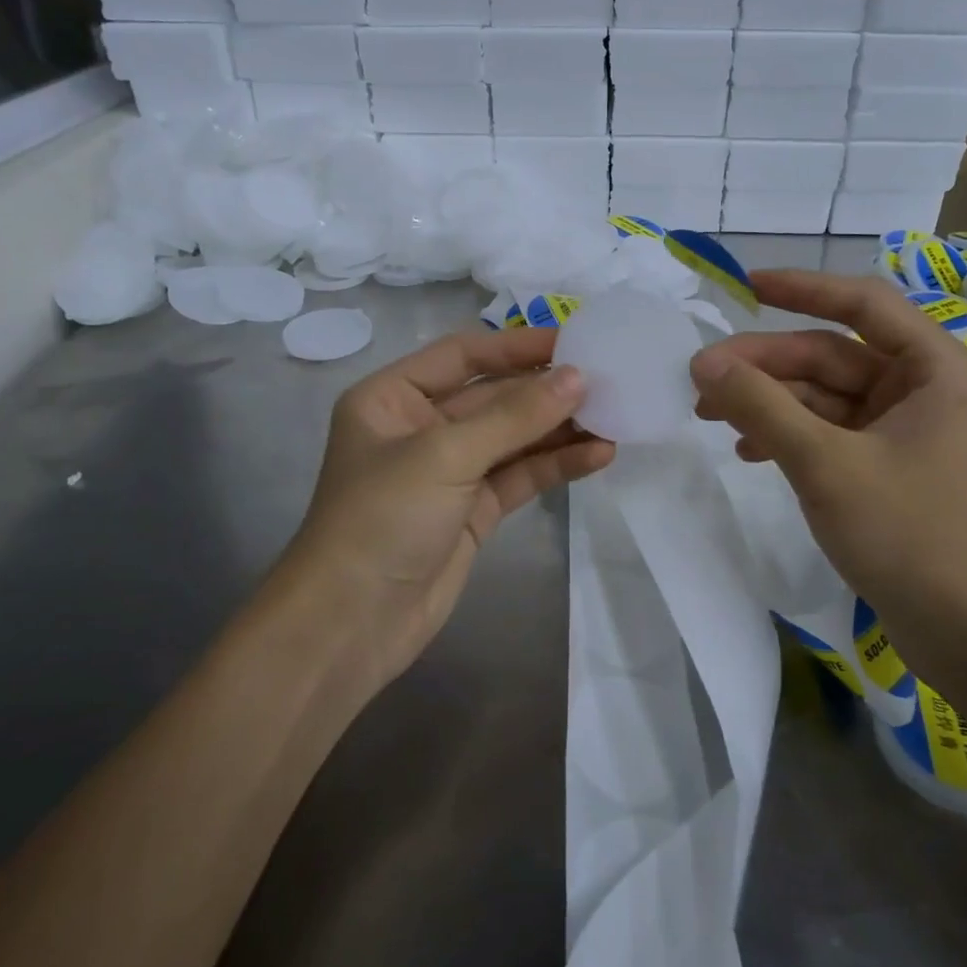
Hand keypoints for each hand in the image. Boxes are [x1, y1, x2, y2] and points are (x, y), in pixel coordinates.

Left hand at [287, 326, 613, 692]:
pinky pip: (520, 476)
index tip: (574, 340)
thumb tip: (578, 377)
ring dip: (559, 429)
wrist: (351, 625)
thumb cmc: (383, 518)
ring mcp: (449, 471)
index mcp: (393, 397)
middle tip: (607, 380)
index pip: (463, 355)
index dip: (517, 346)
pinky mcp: (473, 510)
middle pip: (494, 396)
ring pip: (513, 438)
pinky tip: (598, 455)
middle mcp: (420, 426)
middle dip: (546, 391)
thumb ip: (515, 415)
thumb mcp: (446, 454)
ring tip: (615, 417)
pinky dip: (556, 465)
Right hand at [689, 269, 966, 643]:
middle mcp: (928, 387)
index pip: (863, 304)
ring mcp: (911, 428)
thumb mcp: (824, 464)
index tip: (744, 286)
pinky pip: (834, 431)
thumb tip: (703, 363)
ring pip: (827, 396)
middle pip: (833, 355)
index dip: (802, 288)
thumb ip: (761, 407)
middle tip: (701, 378)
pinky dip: (791, 435)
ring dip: (771, 403)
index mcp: (937, 368)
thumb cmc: (909, 536)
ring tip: (711, 417)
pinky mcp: (894, 464)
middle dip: (766, 366)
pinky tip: (749, 451)